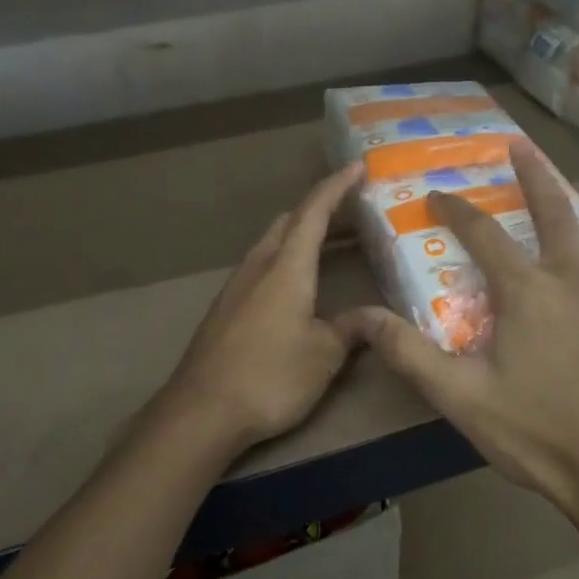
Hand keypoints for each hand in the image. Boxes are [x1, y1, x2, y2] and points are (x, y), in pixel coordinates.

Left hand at [164, 162, 364, 450]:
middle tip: (350, 211)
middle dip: (318, 209)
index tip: (356, 167)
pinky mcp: (224, 310)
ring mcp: (235, 288)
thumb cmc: (270, 376)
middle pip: (287, 223)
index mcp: (286, 268)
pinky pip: (259, 269)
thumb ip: (352, 328)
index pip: (313, 213)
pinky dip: (283, 261)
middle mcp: (258, 267)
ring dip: (298, 236)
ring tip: (328, 245)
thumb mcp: (324, 354)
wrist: (202, 411)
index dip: (336, 187)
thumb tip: (376, 317)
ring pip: (270, 245)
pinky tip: (295, 286)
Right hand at [339, 141, 578, 534]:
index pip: (482, 234)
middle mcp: (577, 276)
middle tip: (520, 145)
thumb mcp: (459, 397)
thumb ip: (407, 352)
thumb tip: (359, 317)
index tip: (436, 194)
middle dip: (534, 175)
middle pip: (554, 210)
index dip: (455, 210)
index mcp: (527, 291)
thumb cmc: (535, 433)